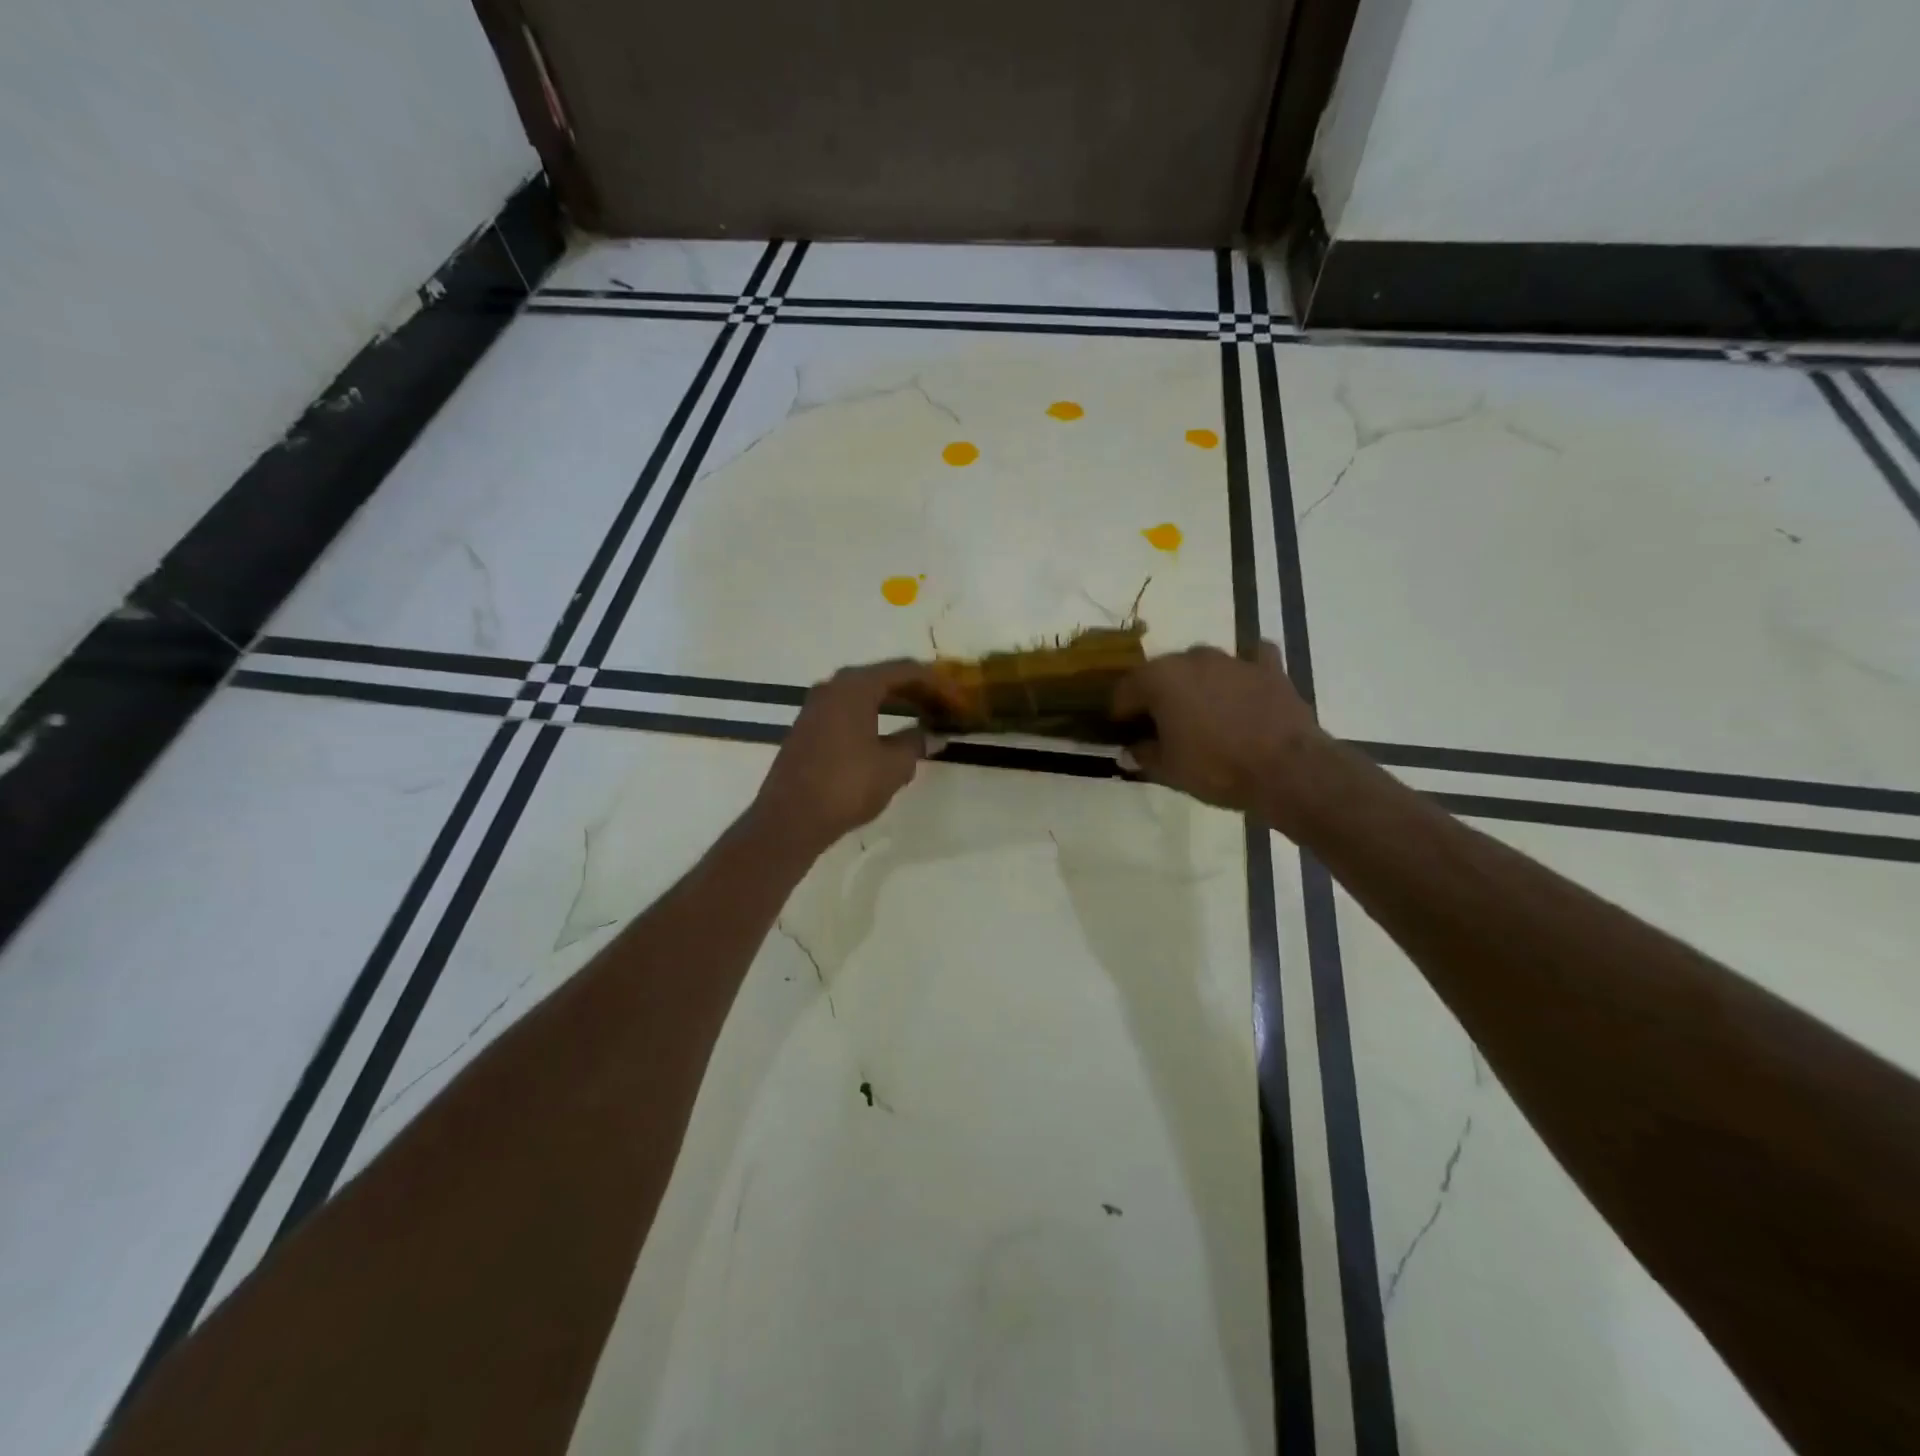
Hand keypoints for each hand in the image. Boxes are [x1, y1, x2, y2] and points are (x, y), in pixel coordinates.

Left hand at [752, 659, 952, 854]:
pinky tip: (890, 735)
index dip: (938, 683)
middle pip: (884, 677)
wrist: (789, 819)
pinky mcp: (808, 728)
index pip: (906, 670)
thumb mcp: (893, 766)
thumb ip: (915, 743)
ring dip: (896, 703)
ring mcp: (816, 707)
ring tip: (923, 718)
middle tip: (945, 707)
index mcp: (856, 686)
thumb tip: (930, 735)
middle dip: (917, 690)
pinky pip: (850, 710)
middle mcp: (833, 687)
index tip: (960, 700)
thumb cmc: (846, 786)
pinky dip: (875, 715)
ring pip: (865, 694)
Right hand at [1111, 641, 1326, 817]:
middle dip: (1157, 695)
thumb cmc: (1216, 768)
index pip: (1125, 689)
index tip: (1123, 731)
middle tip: (1161, 724)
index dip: (1121, 712)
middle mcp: (1193, 658)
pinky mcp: (1269, 668)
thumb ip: (1143, 755)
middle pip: (1162, 672)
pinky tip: (1243, 686)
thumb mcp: (1168, 770)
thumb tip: (1130, 750)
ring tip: (1201, 712)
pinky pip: (1250, 658)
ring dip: (1196, 683)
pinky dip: (1243, 670)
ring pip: (1202, 664)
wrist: (1286, 770)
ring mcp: (1233, 659)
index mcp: (1160, 678)